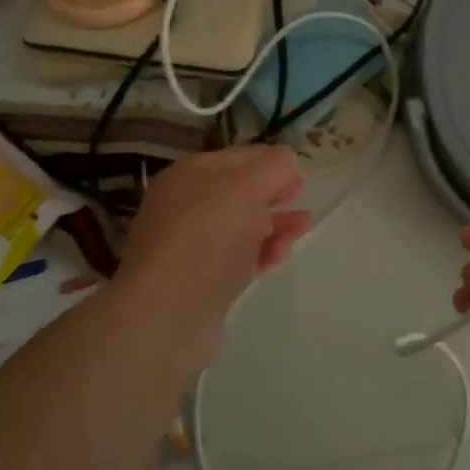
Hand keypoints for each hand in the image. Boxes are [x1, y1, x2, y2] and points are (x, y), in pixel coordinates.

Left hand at [116, 146, 311, 352]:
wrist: (167, 312)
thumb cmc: (209, 234)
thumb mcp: (248, 186)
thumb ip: (273, 167)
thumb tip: (285, 160)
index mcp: (190, 174)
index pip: (238, 157)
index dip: (270, 160)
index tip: (300, 172)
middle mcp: (185, 204)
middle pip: (239, 191)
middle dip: (274, 193)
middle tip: (301, 198)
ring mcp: (189, 244)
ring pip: (240, 226)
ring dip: (273, 223)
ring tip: (302, 228)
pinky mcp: (197, 280)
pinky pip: (234, 258)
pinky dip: (259, 253)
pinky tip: (277, 258)